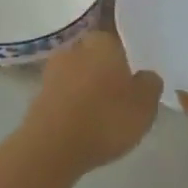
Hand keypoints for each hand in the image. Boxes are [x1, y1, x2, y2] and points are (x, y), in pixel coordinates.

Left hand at [25, 30, 162, 173]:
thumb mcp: (145, 105)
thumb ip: (150, 84)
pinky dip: (72, 104)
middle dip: (104, 70)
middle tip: (119, 93)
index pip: (117, 40)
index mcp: (102, 42)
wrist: (52, 147)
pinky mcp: (38, 96)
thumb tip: (146, 75)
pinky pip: (63, 95)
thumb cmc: (106, 119)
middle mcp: (75, 48)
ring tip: (101, 112)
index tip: (133, 76)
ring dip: (86, 88)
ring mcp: (52, 71)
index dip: (126, 58)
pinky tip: (82, 122)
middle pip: (94, 56)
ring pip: (77, 75)